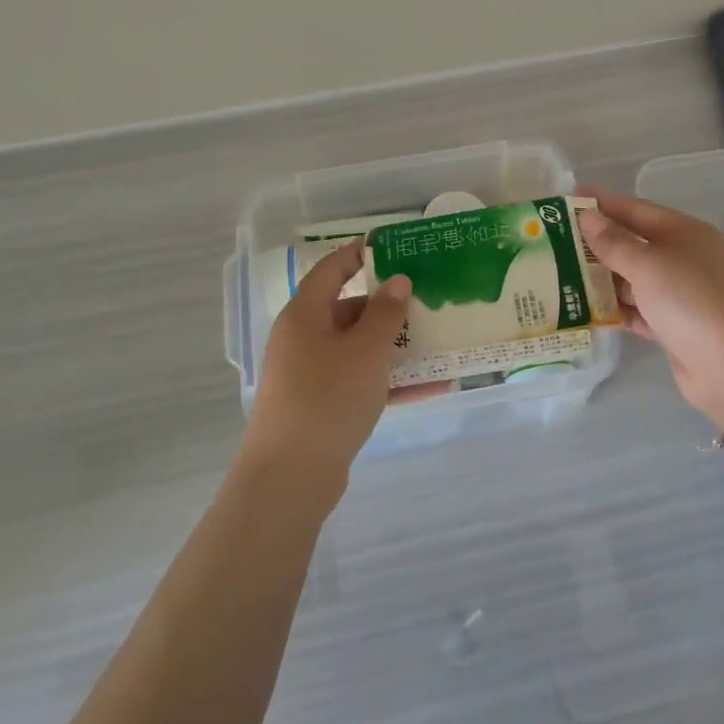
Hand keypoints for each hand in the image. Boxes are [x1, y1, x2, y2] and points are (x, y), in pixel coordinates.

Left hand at [244, 240, 412, 485]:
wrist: (290, 476)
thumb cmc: (328, 397)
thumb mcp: (366, 350)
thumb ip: (386, 314)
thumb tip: (397, 281)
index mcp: (305, 315)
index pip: (330, 270)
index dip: (356, 255)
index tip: (388, 246)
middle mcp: (302, 340)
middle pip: (347, 311)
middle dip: (386, 307)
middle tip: (424, 301)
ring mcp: (309, 375)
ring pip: (356, 349)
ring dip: (393, 347)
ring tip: (434, 342)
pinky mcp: (319, 407)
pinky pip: (358, 382)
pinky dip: (388, 381)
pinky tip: (428, 387)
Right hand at [580, 191, 723, 429]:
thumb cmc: (691, 301)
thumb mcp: (648, 265)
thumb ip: (614, 242)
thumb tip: (587, 217)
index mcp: (686, 233)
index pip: (637, 209)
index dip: (603, 203)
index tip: (568, 198)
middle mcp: (686, 258)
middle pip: (635, 243)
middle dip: (598, 242)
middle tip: (555, 239)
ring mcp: (683, 294)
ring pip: (634, 278)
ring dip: (603, 276)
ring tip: (560, 272)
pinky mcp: (676, 327)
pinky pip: (639, 309)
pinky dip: (616, 308)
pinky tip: (585, 308)